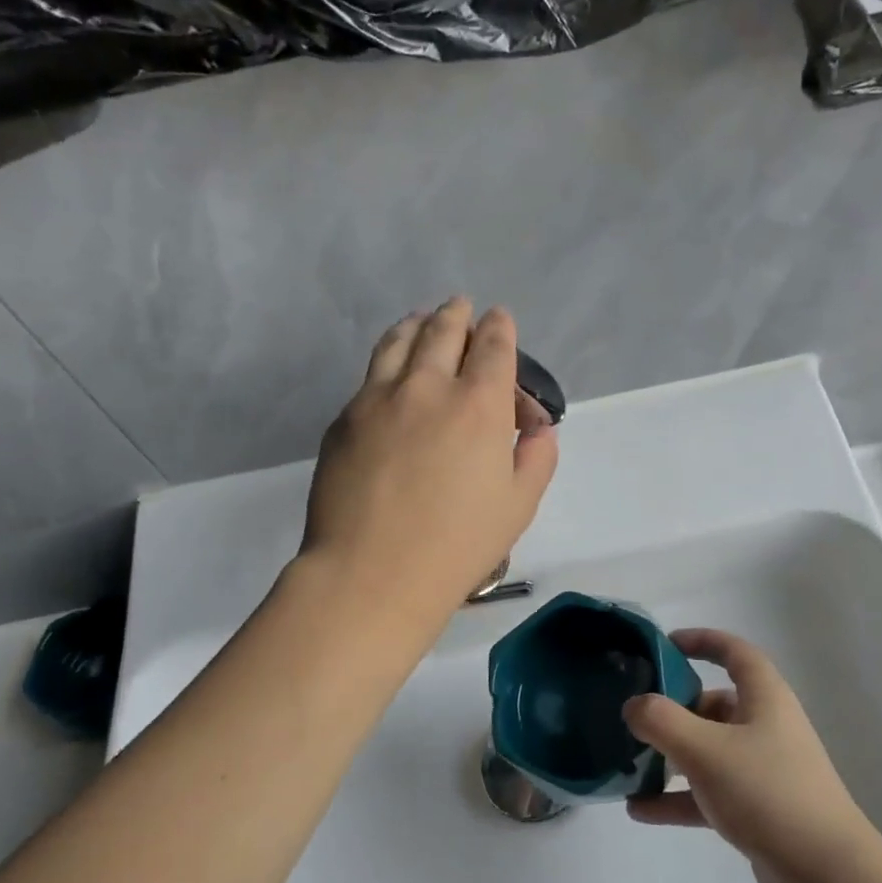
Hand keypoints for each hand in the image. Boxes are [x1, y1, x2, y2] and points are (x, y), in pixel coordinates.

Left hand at [301, 298, 558, 627]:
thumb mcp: (519, 505)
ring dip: (417, 323)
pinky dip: (388, 358)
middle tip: (462, 308)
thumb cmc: (458, 546)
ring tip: (423, 320)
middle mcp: (427, 387)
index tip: (500, 320)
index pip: (493, 346)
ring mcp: (377, 399)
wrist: (371, 574)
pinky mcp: (344, 419)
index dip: (500, 328)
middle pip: (443, 330)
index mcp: (478, 405)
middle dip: (458, 314)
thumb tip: (537, 427)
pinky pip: (370, 375)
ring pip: (398, 341)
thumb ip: (537, 455)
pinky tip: (390, 370)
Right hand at [624, 629, 874, 882]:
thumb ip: (661, 720)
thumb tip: (634, 705)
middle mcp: (766, 728)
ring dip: (670, 757)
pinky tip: (640, 810)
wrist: (828, 878)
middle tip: (635, 717)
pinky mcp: (758, 811)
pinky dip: (678, 798)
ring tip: (628, 764)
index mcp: (765, 699)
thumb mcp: (705, 749)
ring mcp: (763, 771)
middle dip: (674, 708)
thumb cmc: (767, 793)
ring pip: (708, 751)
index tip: (665, 645)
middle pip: (714, 704)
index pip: (735, 653)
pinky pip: (709, 793)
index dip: (702, 641)